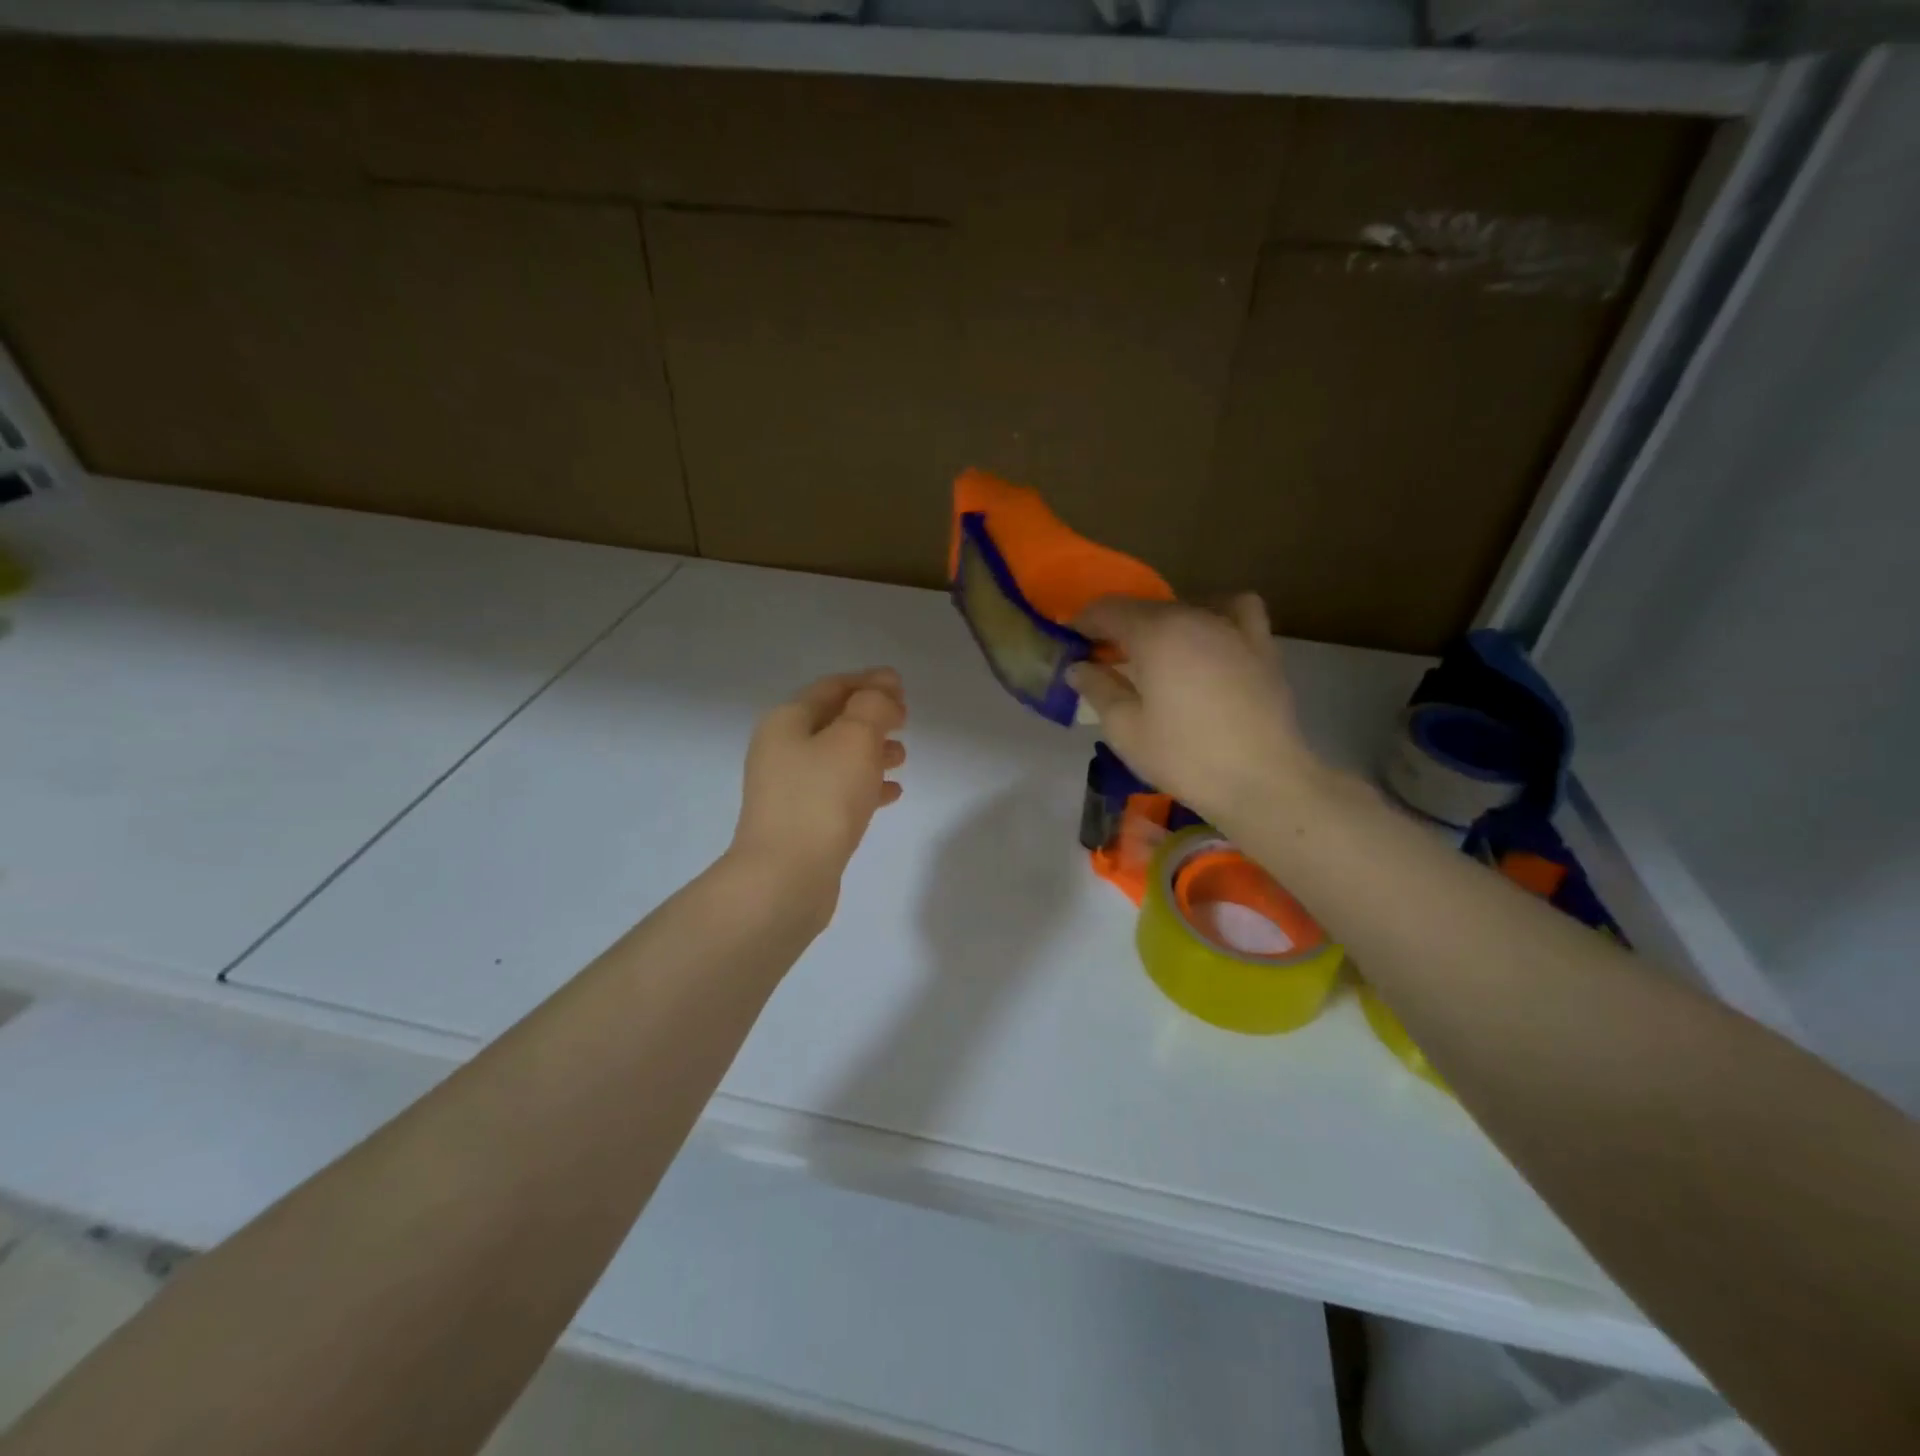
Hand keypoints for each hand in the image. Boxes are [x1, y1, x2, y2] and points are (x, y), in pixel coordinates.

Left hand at [729, 668, 907, 910]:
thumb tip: (884, 689)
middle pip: (833, 721)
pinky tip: (892, 793)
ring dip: (871, 752)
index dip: (869, 682)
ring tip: (903, 757)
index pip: (832, 687)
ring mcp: (789, 789)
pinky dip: (865, 786)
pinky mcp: (801, 822)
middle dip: (872, 717)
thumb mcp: (855, 738)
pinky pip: (838, 792)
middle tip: (906, 721)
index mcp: (787, 721)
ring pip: (838, 758)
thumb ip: (874, 706)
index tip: (903, 687)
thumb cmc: (822, 798)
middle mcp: (782, 750)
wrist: (786, 878)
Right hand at [1068, 594, 1322, 828]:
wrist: (1261, 781)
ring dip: (1160, 623)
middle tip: (1104, 660)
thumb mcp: (1125, 729)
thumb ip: (1098, 689)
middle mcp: (1194, 616)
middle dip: (1118, 627)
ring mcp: (1232, 627)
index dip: (1083, 623)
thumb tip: (1078, 667)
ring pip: (1185, 607)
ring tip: (1154, 653)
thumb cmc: (1184, 757)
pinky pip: (1235, 610)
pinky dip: (1214, 614)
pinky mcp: (1261, 645)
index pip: (1108, 610)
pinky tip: (1207, 638)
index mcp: (1156, 633)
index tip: (1071, 645)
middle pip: (1145, 607)